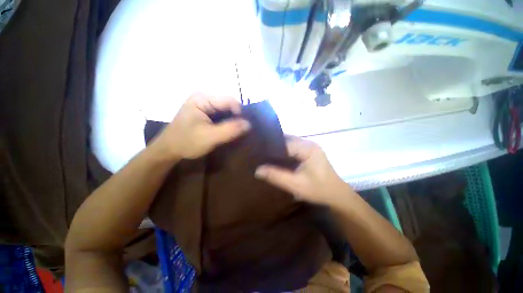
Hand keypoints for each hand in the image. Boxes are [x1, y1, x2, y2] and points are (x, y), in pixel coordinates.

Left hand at [151, 93, 250, 160]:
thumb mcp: (210, 137)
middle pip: (228, 104)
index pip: (230, 100)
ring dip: (232, 121)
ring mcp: (203, 105)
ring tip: (235, 132)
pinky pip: (221, 115)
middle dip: (236, 117)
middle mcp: (203, 98)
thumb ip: (230, 130)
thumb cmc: (186, 142)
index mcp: (202, 98)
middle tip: (240, 131)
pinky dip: (226, 122)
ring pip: (225, 110)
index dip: (240, 113)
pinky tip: (227, 130)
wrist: (168, 150)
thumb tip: (249, 124)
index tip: (243, 127)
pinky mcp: (204, 112)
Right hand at [255, 136, 351, 206]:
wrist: (336, 195)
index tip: (257, 151)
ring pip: (289, 143)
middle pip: (286, 140)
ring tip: (264, 154)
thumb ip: (276, 176)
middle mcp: (308, 143)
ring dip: (278, 148)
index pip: (284, 142)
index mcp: (307, 148)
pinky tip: (276, 158)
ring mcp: (309, 146)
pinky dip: (284, 151)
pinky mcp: (309, 151)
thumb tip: (257, 170)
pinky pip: (293, 148)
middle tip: (258, 152)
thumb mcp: (295, 185)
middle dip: (273, 146)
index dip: (270, 147)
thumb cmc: (318, 190)